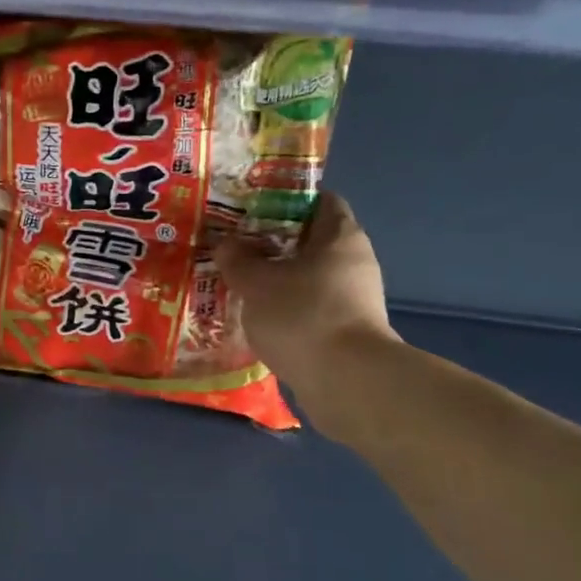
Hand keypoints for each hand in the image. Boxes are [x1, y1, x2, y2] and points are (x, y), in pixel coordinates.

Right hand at [215, 192, 398, 425]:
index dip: (286, 199)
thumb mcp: (257, 282)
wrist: (346, 382)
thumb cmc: (302, 315)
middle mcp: (354, 261)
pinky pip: (311, 307)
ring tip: (239, 282)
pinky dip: (287, 308)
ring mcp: (354, 298)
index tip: (251, 207)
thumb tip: (226, 244)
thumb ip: (237, 259)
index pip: (319, 200)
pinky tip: (258, 316)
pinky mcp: (347, 330)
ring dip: (278, 278)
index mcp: (340, 235)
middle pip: (311, 240)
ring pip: (309, 276)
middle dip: (273, 242)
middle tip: (235, 245)